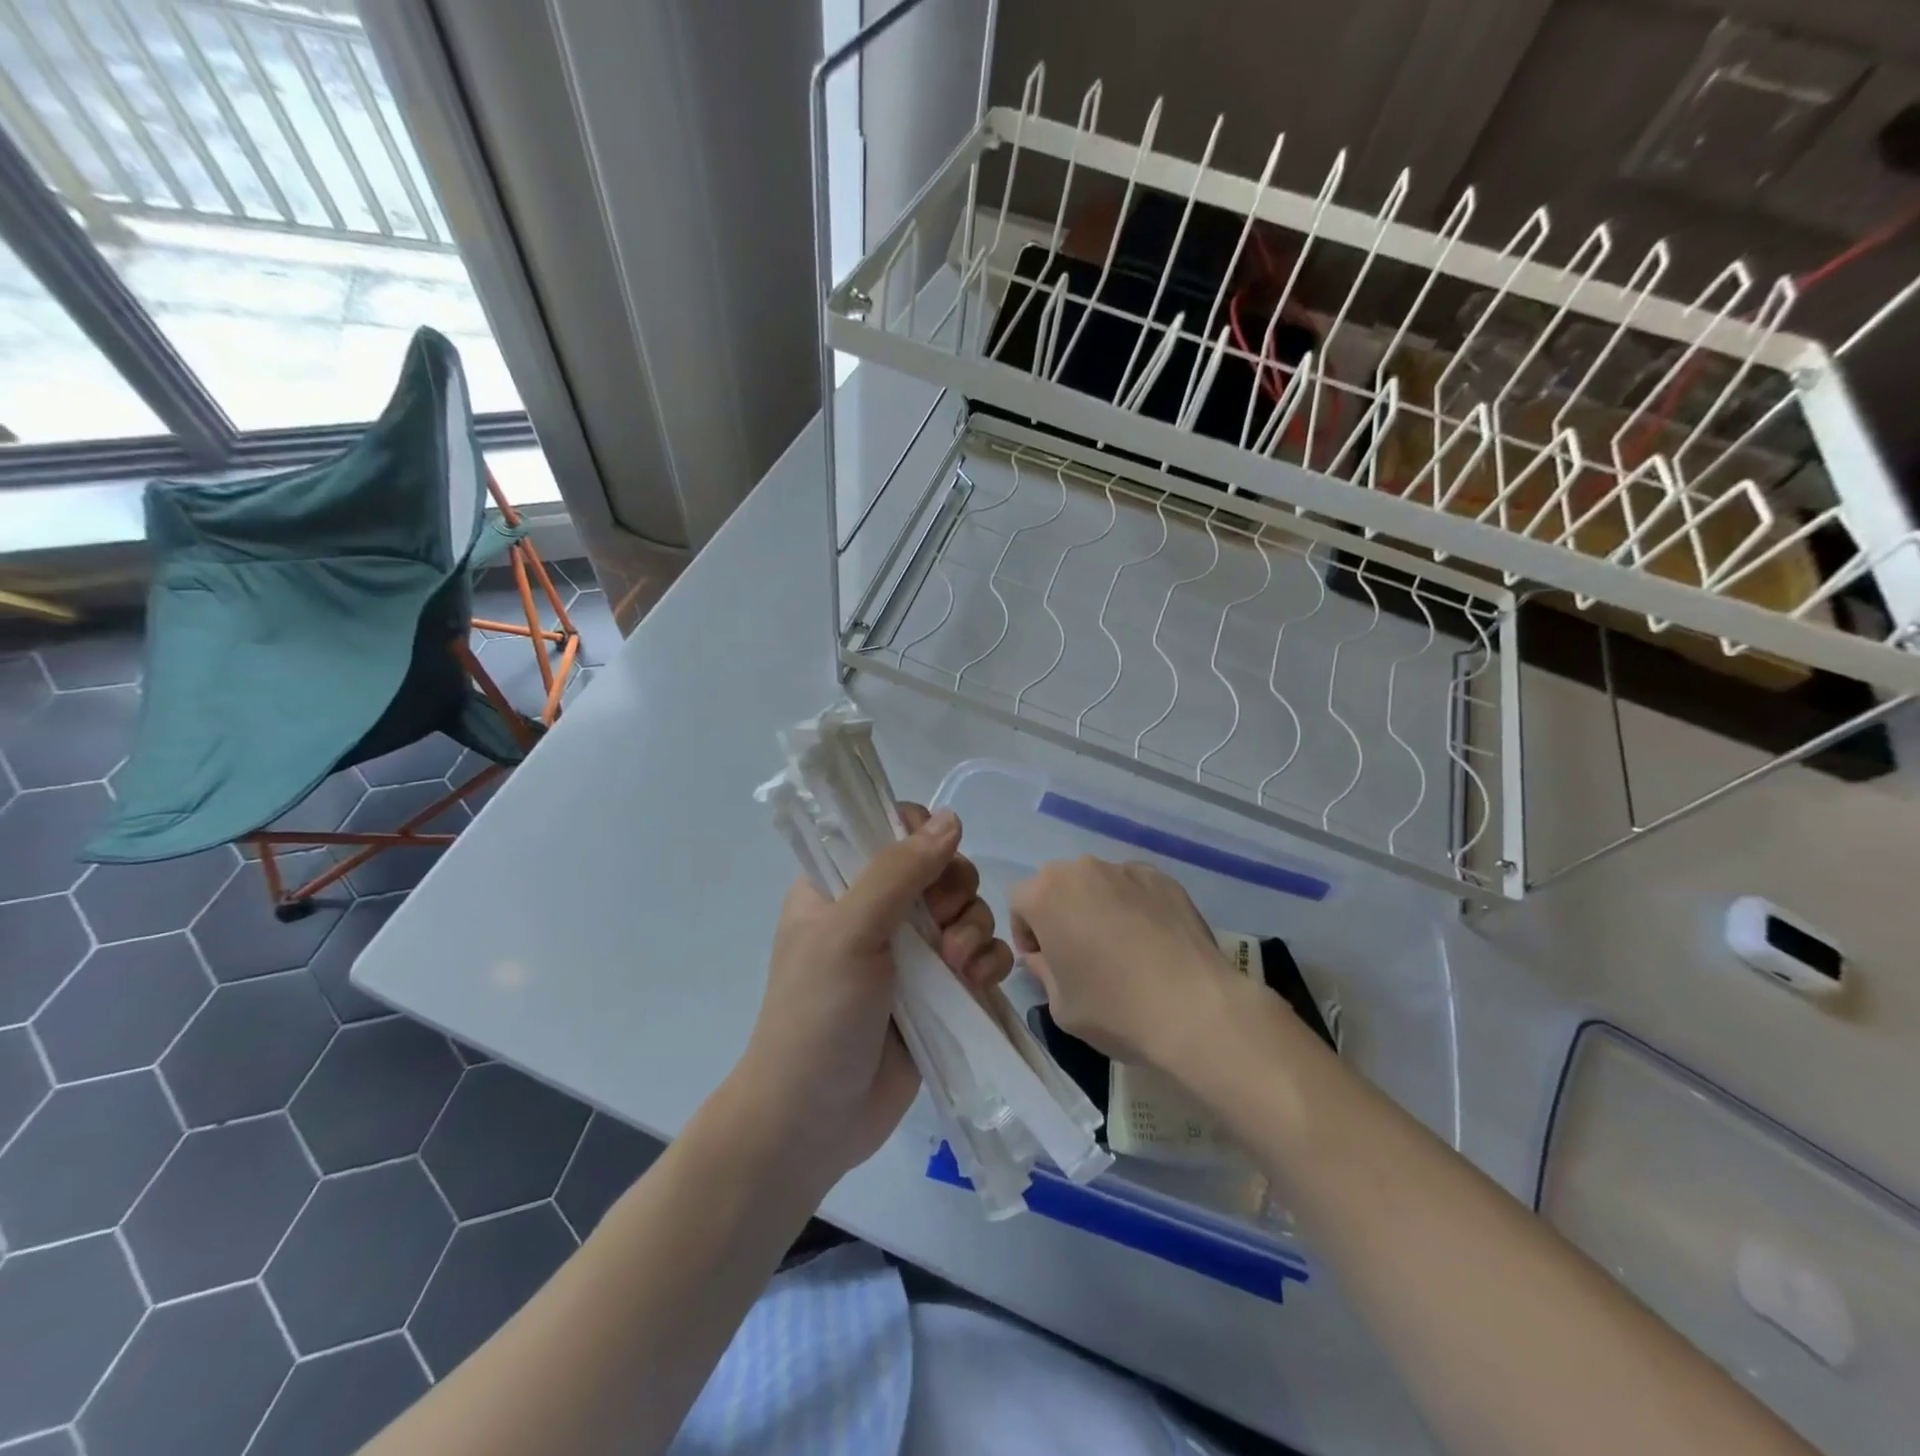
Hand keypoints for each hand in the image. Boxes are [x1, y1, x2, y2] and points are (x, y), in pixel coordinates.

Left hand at [740, 805, 1012, 1176]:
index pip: (888, 830)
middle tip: (941, 923)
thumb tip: (951, 818)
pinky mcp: (941, 992)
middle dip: (954, 891)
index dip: (919, 835)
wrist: (814, 1122)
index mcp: (840, 885)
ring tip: (957, 967)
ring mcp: (911, 953)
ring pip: (966, 910)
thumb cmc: (817, 1016)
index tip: (933, 860)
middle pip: (941, 868)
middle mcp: (877, 911)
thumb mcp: (849, 932)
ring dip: (974, 929)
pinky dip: (988, 962)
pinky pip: (981, 955)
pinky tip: (976, 983)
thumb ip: (898, 872)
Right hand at [1009, 858, 1240, 1070]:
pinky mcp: (1163, 878)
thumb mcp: (1059, 1005)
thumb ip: (1042, 970)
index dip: (1027, 933)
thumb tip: (1043, 956)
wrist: (1195, 1010)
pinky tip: (1151, 941)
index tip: (1046, 962)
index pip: (1020, 902)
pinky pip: (1134, 887)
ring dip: (1096, 906)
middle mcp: (1082, 869)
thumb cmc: (1114, 1009)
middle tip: (1079, 953)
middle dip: (1060, 913)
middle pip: (1058, 886)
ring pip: (1097, 883)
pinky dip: (1133, 905)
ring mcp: (1126, 869)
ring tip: (1120, 946)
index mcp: (1046, 895)